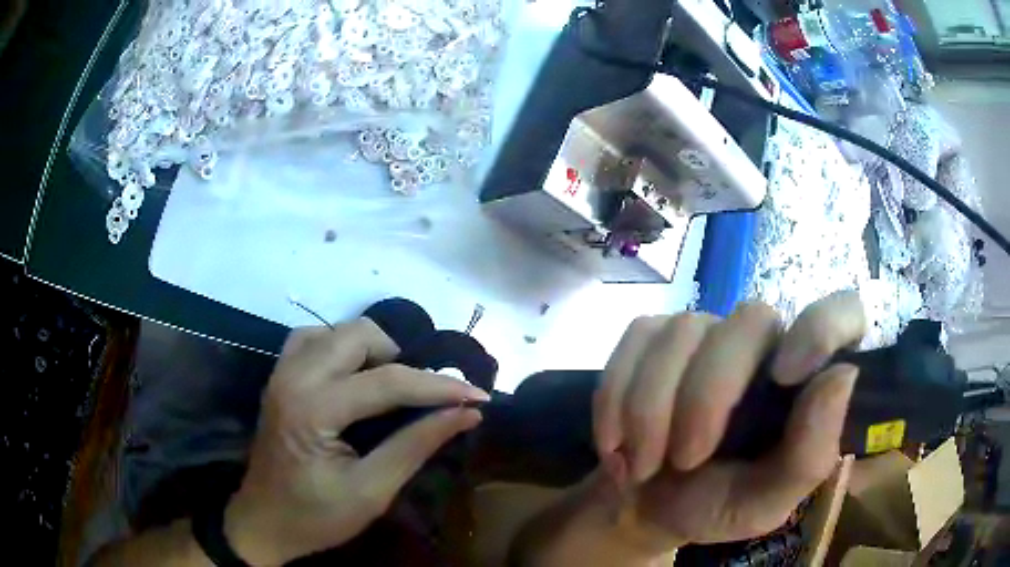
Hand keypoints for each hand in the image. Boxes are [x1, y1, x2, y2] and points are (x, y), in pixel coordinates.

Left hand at [224, 320, 488, 564]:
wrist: (264, 522)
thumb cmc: (316, 517)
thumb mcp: (372, 491)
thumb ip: (417, 446)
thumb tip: (465, 414)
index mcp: (313, 409)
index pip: (388, 382)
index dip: (439, 388)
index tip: (479, 396)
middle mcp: (294, 377)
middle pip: (359, 336)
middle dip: (402, 361)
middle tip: (421, 398)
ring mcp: (282, 372)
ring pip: (336, 331)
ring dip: (371, 351)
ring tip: (388, 388)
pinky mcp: (279, 377)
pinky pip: (313, 339)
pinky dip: (341, 350)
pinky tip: (353, 378)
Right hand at [592, 291, 864, 549]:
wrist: (643, 507)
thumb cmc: (715, 505)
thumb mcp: (766, 502)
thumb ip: (809, 454)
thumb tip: (843, 376)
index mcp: (803, 380)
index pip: (843, 311)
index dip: (823, 326)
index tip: (786, 376)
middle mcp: (762, 343)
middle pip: (749, 321)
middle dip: (706, 399)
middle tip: (684, 461)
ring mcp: (705, 332)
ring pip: (682, 332)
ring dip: (650, 411)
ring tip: (643, 465)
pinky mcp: (653, 335)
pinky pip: (634, 341)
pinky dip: (615, 399)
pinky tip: (615, 441)